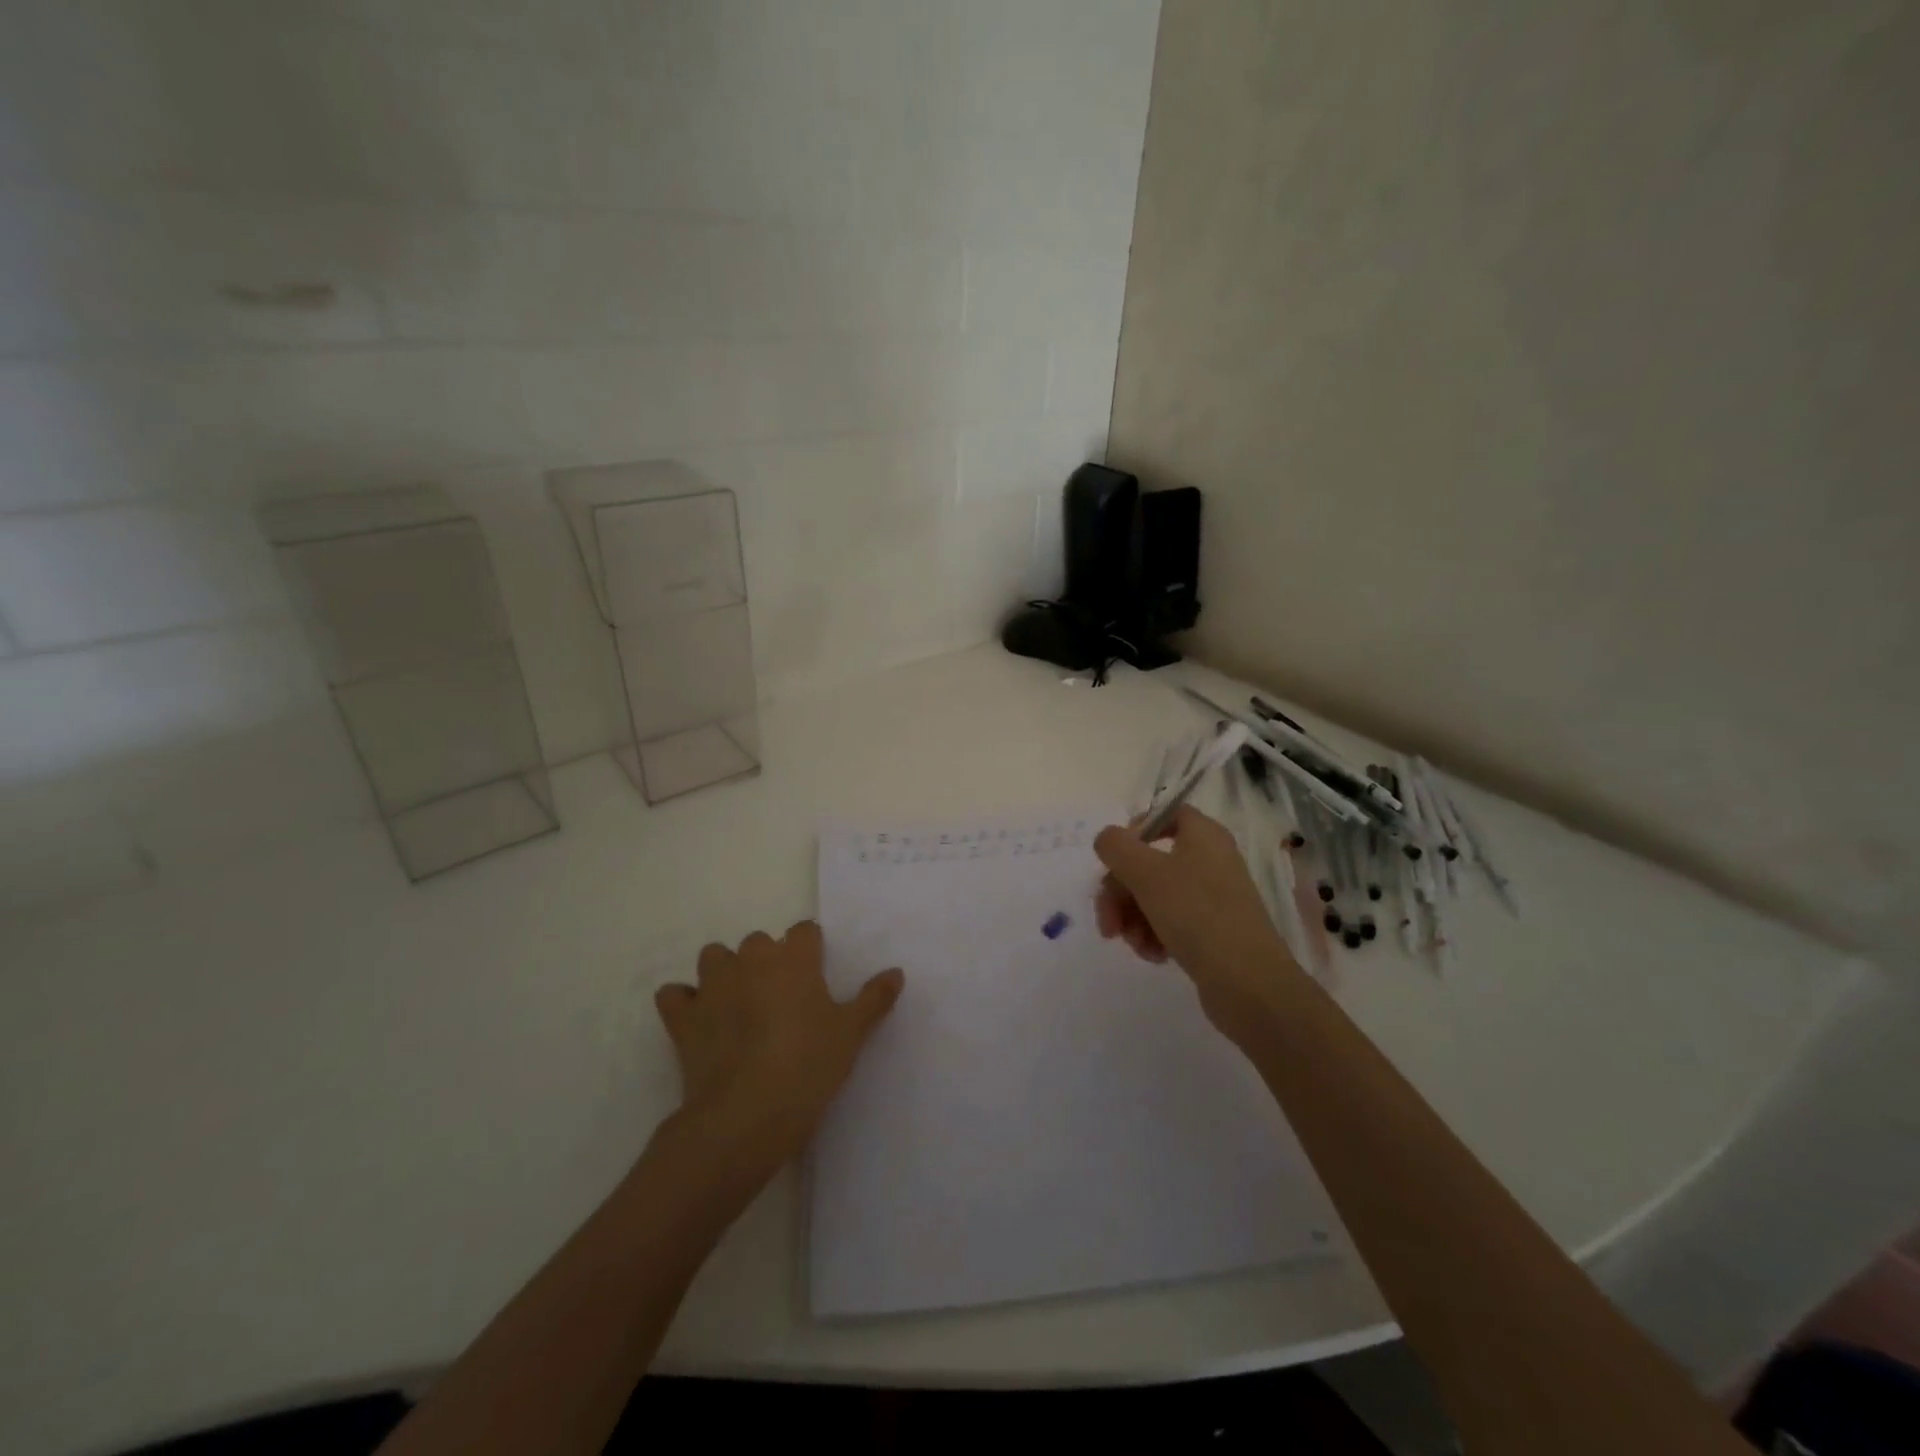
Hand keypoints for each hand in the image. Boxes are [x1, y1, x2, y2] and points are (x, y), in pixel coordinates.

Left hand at [653, 921, 902, 1176]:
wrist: (748, 1114)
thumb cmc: (809, 1066)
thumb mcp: (852, 1033)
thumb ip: (874, 998)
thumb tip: (896, 972)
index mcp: (793, 958)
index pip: (804, 931)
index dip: (811, 950)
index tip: (817, 974)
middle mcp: (751, 959)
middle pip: (758, 941)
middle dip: (767, 960)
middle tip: (782, 998)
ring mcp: (713, 986)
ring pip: (714, 957)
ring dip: (724, 971)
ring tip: (738, 1001)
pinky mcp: (683, 1017)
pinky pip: (674, 995)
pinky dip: (683, 1002)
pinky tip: (698, 1019)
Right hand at [1094, 806, 1299, 1039]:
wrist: (1249, 984)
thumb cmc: (1197, 915)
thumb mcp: (1146, 873)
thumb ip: (1116, 847)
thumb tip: (1107, 839)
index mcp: (1203, 835)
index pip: (1165, 814)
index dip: (1135, 831)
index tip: (1114, 860)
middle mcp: (1210, 860)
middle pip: (1149, 861)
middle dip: (1120, 892)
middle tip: (1107, 922)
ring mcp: (1212, 897)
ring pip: (1154, 895)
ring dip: (1133, 918)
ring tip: (1134, 944)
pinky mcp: (1211, 930)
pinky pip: (1170, 922)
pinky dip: (1153, 935)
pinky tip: (1152, 955)